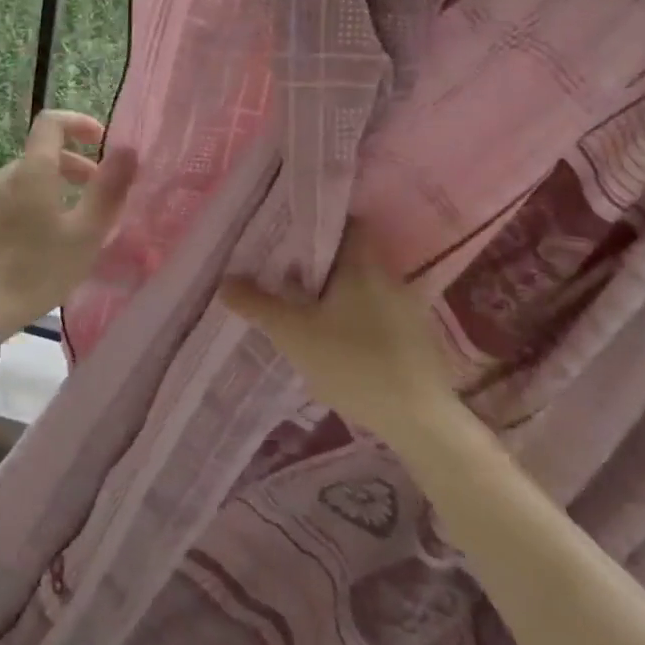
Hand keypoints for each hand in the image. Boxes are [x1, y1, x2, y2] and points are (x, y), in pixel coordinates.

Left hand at [0, 110, 136, 340]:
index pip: (51, 123)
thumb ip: (108, 190)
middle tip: (99, 193)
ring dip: (56, 188)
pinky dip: (35, 204)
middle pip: (42, 154)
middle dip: (75, 165)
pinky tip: (44, 241)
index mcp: (32, 171)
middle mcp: (4, 175)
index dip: (79, 122)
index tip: (101, 140)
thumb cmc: (36, 271)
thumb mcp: (84, 235)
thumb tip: (128, 150)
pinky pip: (12, 199)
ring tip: (76, 222)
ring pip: (27, 179)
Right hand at [219, 219, 457, 441]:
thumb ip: (258, 305)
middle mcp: (389, 277)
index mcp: (362, 265)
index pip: (346, 223)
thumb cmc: (353, 363)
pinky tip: (335, 339)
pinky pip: (377, 313)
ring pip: (363, 287)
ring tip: (303, 306)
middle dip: (319, 262)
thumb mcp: (293, 334)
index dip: (318, 223)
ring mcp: (408, 309)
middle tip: (284, 270)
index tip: (289, 232)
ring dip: (336, 293)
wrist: (420, 421)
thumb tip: (225, 282)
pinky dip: (355, 317)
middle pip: (351, 256)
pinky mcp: (416, 339)